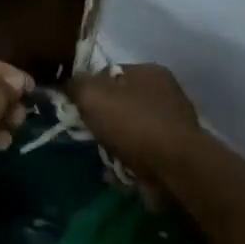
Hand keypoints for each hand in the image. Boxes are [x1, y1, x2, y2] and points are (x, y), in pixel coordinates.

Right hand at [70, 63, 202, 181]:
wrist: (173, 167)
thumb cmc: (132, 123)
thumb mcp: (92, 95)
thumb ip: (76, 84)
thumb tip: (70, 84)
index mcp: (149, 72)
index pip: (110, 73)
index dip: (90, 88)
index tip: (76, 107)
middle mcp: (165, 93)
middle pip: (120, 103)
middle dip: (102, 120)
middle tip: (88, 134)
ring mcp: (172, 124)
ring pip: (129, 130)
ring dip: (114, 144)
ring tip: (103, 156)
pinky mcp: (174, 153)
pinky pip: (141, 154)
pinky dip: (128, 161)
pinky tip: (116, 170)